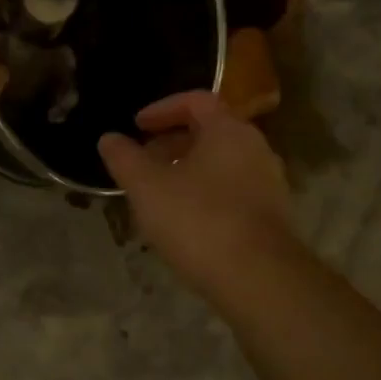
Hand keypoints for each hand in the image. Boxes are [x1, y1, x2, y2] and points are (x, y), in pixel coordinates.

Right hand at [98, 91, 294, 301]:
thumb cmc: (198, 220)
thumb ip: (124, 159)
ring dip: (187, 170)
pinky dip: (205, 194)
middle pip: (210, 132)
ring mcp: (269, 183)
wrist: (259, 279)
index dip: (162, 109)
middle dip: (172, 143)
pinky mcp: (272, 216)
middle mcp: (256, 148)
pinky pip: (232, 191)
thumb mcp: (147, 187)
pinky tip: (184, 221)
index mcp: (228, 130)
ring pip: (221, 164)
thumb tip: (109, 139)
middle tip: (142, 161)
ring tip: (158, 194)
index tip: (136, 126)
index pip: (196, 100)